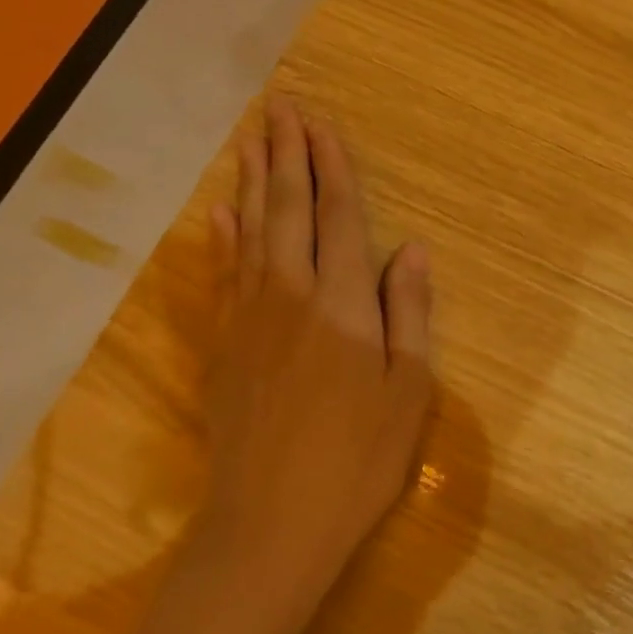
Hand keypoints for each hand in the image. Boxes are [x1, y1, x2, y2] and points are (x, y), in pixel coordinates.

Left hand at [193, 97, 434, 620]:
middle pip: (288, 210)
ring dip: (254, 183)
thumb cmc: (358, 460)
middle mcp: (289, 295)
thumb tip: (412, 248)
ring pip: (250, 233)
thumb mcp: (408, 390)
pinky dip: (221, 238)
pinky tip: (219, 213)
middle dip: (288, 155)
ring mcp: (248, 319)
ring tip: (253, 141)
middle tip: (280, 107)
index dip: (332, 167)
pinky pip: (222, 275)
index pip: (338, 217)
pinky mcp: (223, 347)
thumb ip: (408, 312)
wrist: (270, 526)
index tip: (322, 124)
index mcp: (341, 303)